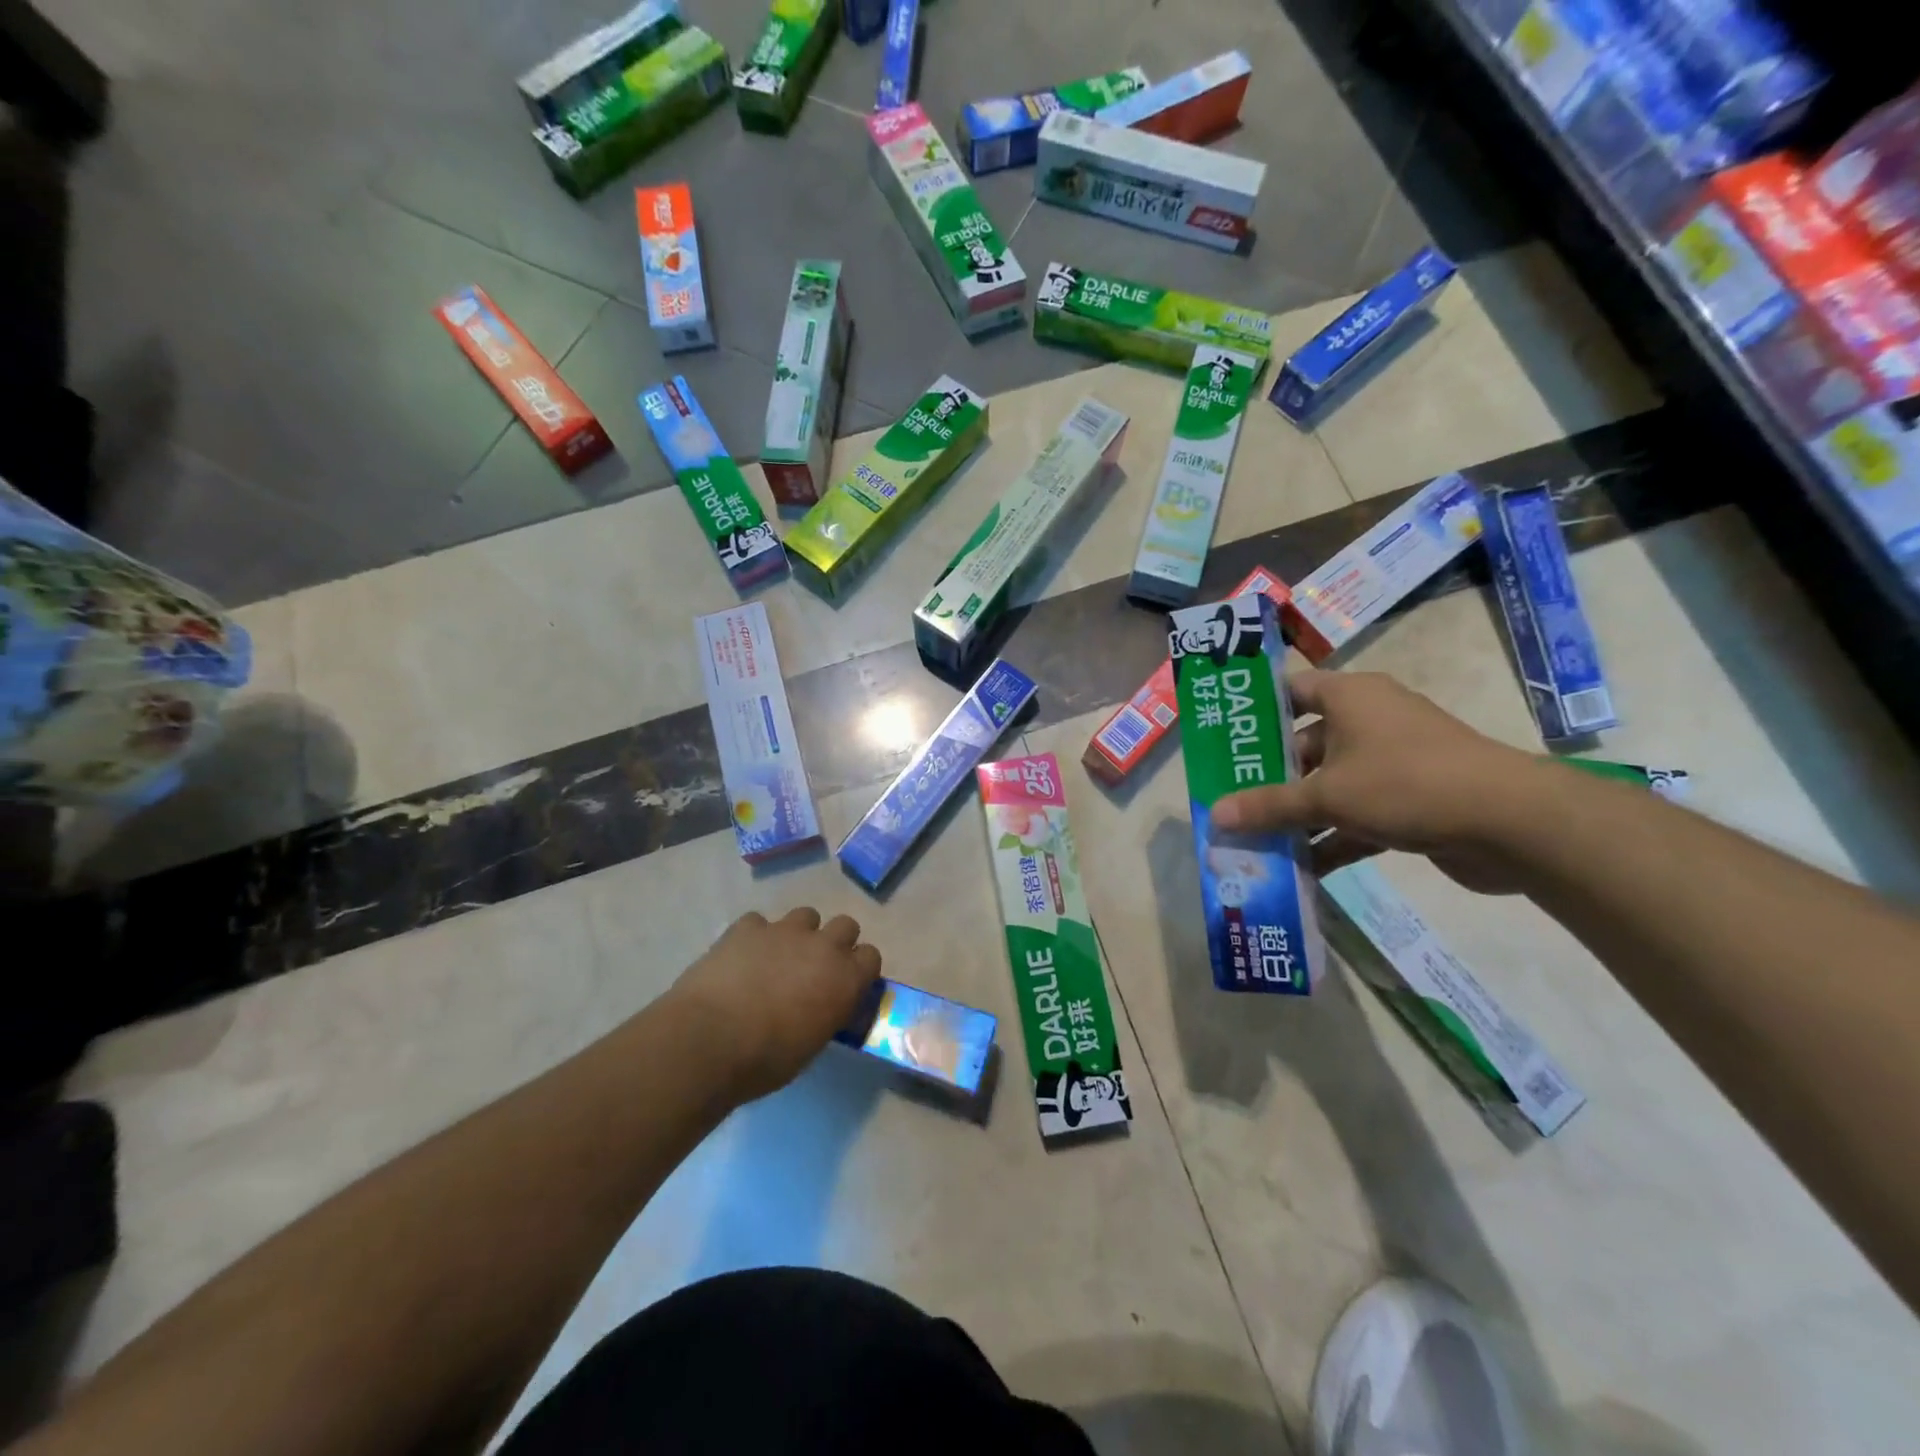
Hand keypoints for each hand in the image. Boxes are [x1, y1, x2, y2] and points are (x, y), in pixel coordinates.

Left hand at [669, 908, 882, 1103]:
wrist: (709, 1041)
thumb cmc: (767, 1059)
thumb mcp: (812, 1045)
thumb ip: (826, 1014)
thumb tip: (823, 1009)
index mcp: (845, 978)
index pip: (871, 956)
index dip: (859, 969)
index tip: (846, 984)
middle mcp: (822, 946)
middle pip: (845, 925)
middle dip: (834, 942)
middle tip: (814, 968)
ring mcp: (784, 931)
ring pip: (806, 915)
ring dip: (798, 934)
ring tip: (778, 959)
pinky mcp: (747, 927)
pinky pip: (759, 923)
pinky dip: (755, 937)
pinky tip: (741, 958)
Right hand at [1210, 669, 1540, 893]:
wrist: (1510, 823)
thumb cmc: (1404, 784)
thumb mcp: (1326, 795)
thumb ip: (1269, 805)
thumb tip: (1215, 815)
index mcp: (1350, 697)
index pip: (1292, 690)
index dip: (1257, 709)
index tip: (1224, 737)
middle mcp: (1370, 721)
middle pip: (1306, 745)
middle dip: (1269, 776)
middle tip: (1230, 798)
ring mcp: (1393, 762)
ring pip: (1331, 784)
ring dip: (1299, 814)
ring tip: (1256, 839)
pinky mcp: (1411, 800)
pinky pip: (1358, 814)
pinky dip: (1333, 838)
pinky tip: (1301, 868)